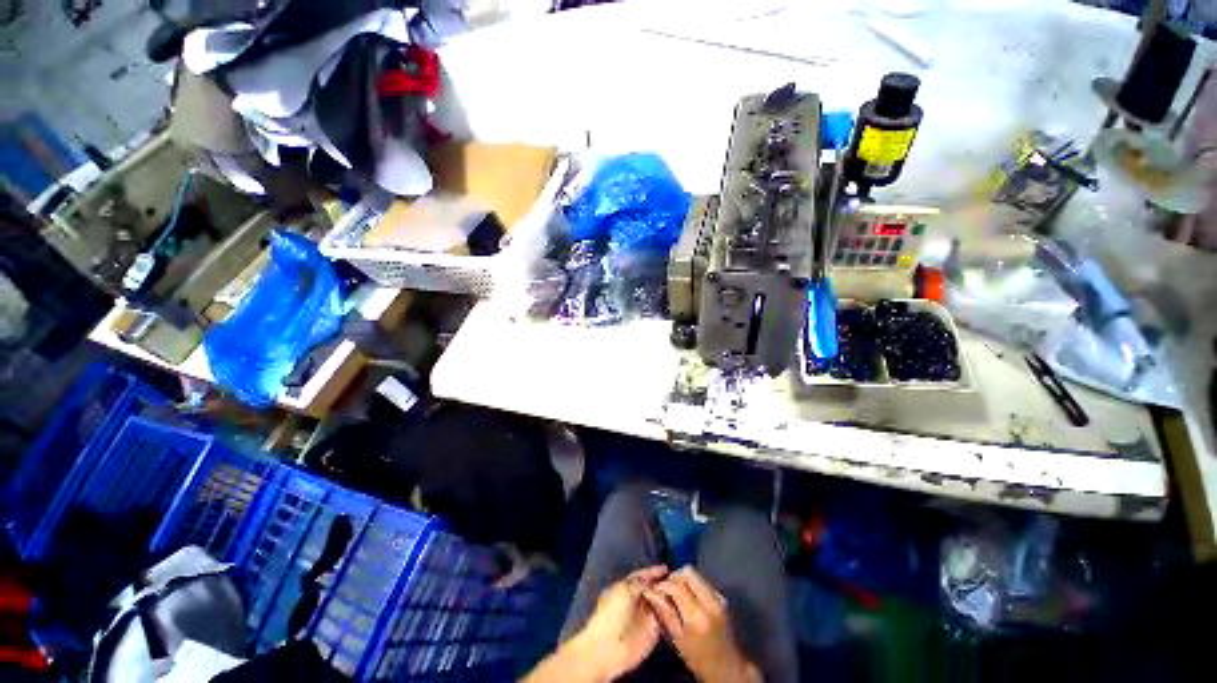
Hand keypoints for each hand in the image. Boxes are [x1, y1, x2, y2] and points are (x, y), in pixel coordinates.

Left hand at [527, 566, 668, 682]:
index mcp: (626, 588)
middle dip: (663, 584)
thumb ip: (640, 583)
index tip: (666, 568)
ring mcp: (645, 616)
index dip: (653, 572)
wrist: (607, 648)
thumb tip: (652, 581)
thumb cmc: (612, 614)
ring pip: (661, 602)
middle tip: (678, 579)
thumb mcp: (625, 590)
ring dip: (669, 597)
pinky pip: (665, 619)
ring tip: (680, 591)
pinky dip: (672, 613)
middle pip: (653, 588)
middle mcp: (636, 600)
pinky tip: (679, 607)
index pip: (642, 576)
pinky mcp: (653, 632)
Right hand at [643, 567, 758, 682]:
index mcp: (697, 615)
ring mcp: (718, 597)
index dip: (663, 584)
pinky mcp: (722, 597)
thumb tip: (650, 592)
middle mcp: (710, 601)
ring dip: (683, 579)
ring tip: (675, 593)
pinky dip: (692, 584)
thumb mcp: (678, 640)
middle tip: (666, 589)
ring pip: (696, 574)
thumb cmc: (699, 659)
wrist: (728, 668)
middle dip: (674, 577)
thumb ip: (665, 613)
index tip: (654, 590)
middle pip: (688, 572)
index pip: (677, 585)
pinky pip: (703, 581)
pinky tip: (688, 597)